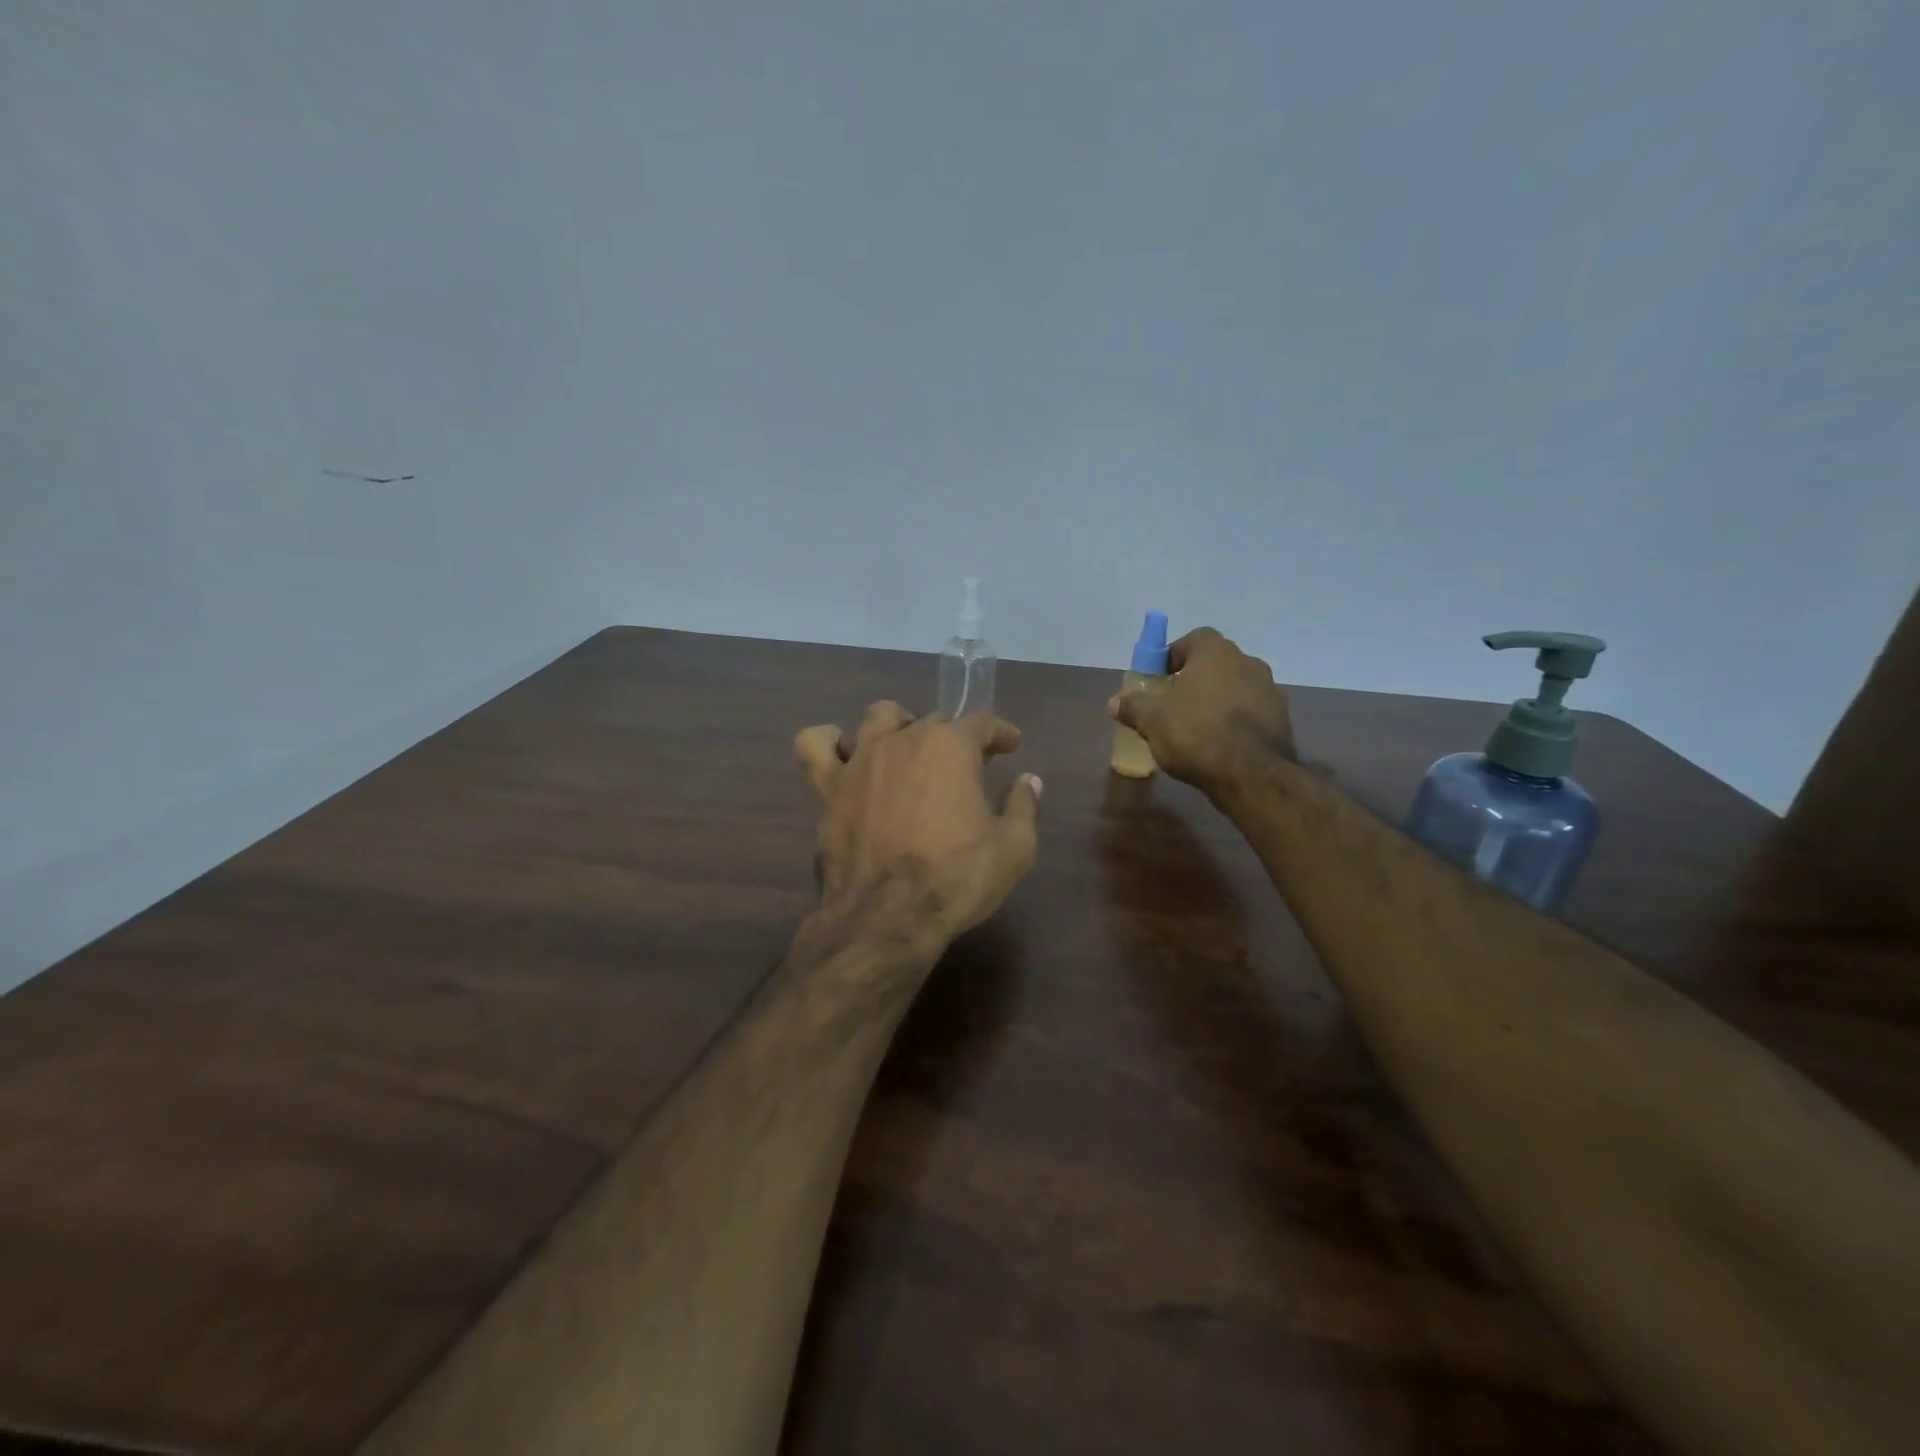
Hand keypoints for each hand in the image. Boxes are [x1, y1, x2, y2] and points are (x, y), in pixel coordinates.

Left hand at [795, 703, 1042, 945]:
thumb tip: (1029, 780)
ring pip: (878, 717)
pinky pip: (815, 745)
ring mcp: (861, 760)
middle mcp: (904, 739)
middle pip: (932, 721)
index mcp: (950, 746)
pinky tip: (842, 753)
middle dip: (954, 737)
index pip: (981, 722)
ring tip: (907, 749)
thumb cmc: (957, 878)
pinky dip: (828, 742)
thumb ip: (1023, 805)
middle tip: (966, 764)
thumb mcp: (1014, 847)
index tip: (1010, 744)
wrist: (888, 916)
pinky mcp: (827, 787)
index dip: (1000, 732)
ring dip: (898, 726)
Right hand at [1108, 628, 1294, 798]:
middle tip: (1174, 704)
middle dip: (1195, 680)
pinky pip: (1251, 713)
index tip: (1159, 679)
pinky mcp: (1282, 720)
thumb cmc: (1195, 734)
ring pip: (1236, 688)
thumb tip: (1114, 702)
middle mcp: (1248, 662)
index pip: (1194, 639)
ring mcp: (1270, 691)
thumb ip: (1133, 706)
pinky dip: (1236, 723)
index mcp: (1216, 653)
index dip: (1174, 656)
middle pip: (1216, 664)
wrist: (1251, 775)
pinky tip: (1220, 746)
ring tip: (1197, 729)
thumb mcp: (1151, 720)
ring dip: (1218, 701)